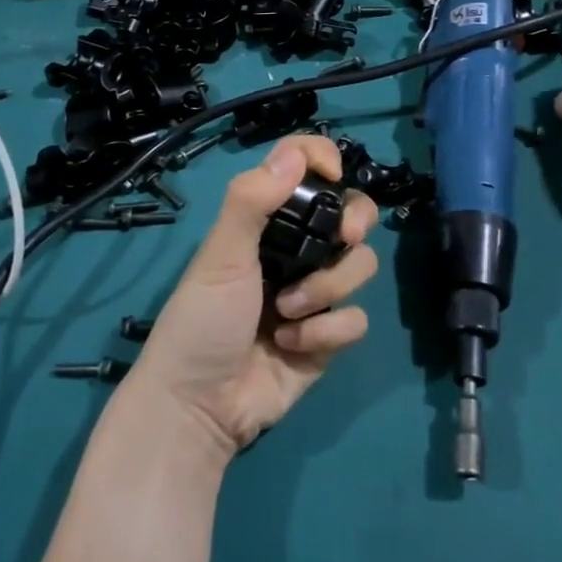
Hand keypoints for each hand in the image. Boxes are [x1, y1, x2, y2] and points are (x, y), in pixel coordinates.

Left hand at [125, 135, 378, 460]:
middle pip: (354, 212)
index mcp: (269, 222)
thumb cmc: (201, 320)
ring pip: (361, 265)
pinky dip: (325, 332)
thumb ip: (251, 201)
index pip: (304, 169)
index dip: (323, 158)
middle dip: (354, 223)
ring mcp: (317, 292)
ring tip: (287, 311)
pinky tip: (291, 344)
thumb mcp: (220, 255)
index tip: (332, 172)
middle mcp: (298, 250)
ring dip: (326, 288)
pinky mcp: (329, 335)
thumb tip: (295, 154)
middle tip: (342, 239)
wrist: (200, 407)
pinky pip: (356, 319)